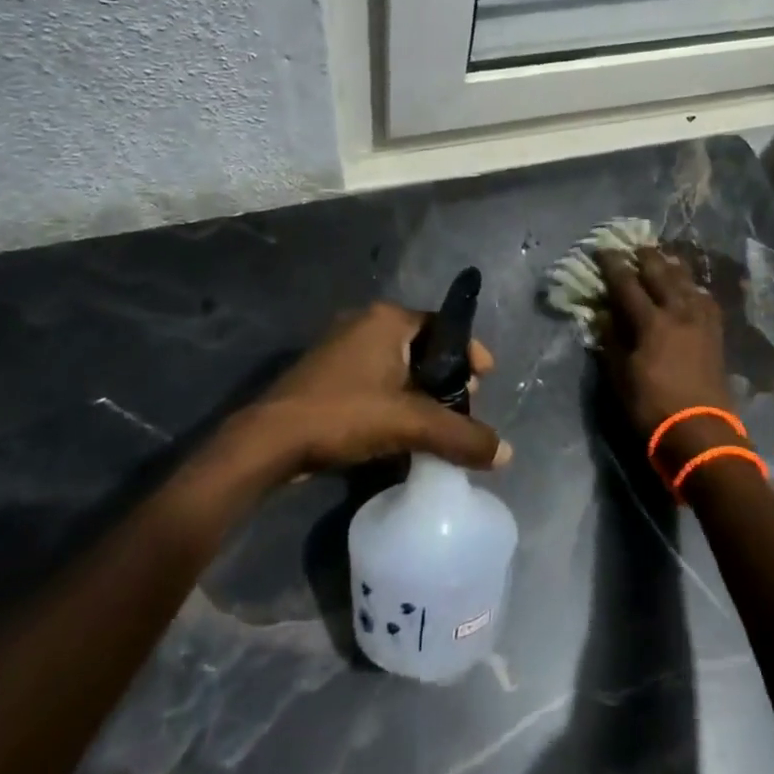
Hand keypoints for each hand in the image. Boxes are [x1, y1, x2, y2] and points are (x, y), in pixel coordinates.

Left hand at [244, 303, 509, 476]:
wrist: (268, 442)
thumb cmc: (344, 415)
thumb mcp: (409, 424)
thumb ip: (459, 436)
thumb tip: (505, 454)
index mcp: (386, 319)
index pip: (443, 326)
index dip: (469, 353)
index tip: (485, 380)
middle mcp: (364, 323)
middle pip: (422, 346)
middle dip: (446, 376)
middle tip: (462, 405)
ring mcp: (339, 346)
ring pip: (397, 364)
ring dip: (419, 391)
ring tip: (435, 422)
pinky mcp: (324, 373)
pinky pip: (374, 378)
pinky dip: (393, 398)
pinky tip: (400, 428)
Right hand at [596, 248, 741, 472]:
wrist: (701, 432)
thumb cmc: (653, 407)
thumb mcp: (620, 376)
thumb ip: (611, 341)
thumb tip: (603, 314)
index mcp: (651, 322)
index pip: (627, 284)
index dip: (613, 265)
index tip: (603, 249)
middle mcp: (678, 312)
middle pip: (661, 273)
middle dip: (646, 257)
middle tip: (635, 247)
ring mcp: (701, 321)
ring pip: (687, 281)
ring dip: (672, 266)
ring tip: (663, 258)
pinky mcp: (716, 333)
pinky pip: (705, 299)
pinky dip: (694, 288)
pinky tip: (691, 288)